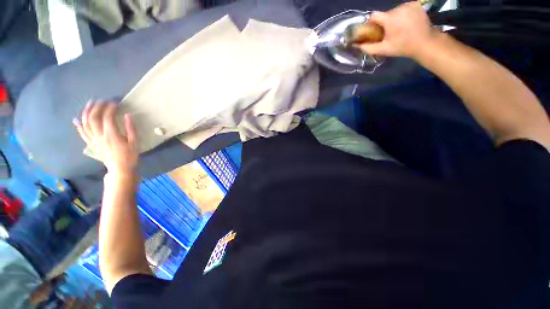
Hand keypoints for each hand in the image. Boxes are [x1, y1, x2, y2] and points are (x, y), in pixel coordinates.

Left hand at [73, 101, 137, 176]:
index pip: (107, 117)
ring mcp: (94, 139)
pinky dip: (78, 125)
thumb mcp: (135, 142)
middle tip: (102, 100)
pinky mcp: (91, 143)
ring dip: (87, 112)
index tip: (115, 103)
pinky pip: (82, 133)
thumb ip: (131, 128)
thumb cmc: (130, 155)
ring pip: (86, 123)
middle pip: (93, 118)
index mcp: (112, 135)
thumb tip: (127, 115)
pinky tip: (77, 119)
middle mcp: (99, 136)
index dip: (110, 108)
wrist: (120, 168)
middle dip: (97, 107)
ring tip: (90, 104)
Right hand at [357, 2, 436, 58]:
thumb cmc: (402, 47)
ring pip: (394, 11)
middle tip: (388, 32)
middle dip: (384, 22)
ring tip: (398, 28)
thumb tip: (356, 45)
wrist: (424, 42)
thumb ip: (368, 47)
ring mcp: (409, 5)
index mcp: (390, 19)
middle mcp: (399, 8)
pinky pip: (404, 8)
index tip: (373, 29)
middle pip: (385, 14)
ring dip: (394, 18)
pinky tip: (406, 22)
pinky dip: (403, 14)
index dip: (371, 22)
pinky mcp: (416, 4)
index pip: (374, 15)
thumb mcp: (383, 50)